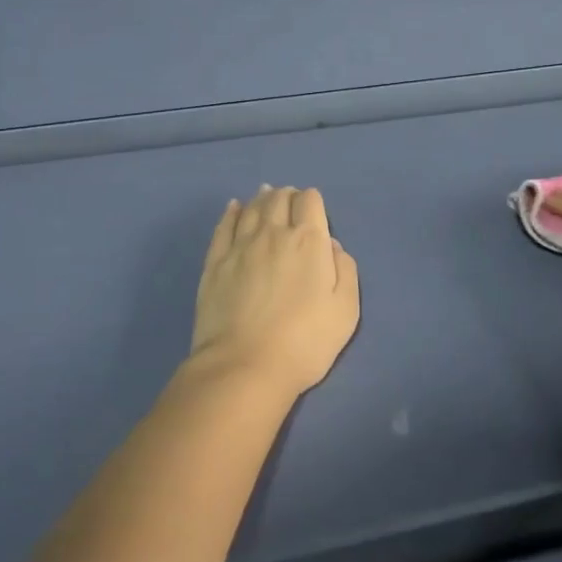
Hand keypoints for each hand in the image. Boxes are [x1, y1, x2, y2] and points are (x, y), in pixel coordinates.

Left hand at [190, 185, 360, 397]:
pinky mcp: (215, 262)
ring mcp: (240, 246)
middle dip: (287, 195)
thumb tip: (332, 246)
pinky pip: (224, 226)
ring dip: (262, 198)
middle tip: (290, 200)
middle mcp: (273, 234)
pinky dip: (232, 212)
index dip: (313, 200)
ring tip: (266, 195)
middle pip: (279, 199)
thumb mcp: (346, 311)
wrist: (245, 366)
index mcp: (308, 241)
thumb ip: (345, 271)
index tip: (313, 211)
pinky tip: (234, 208)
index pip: (310, 201)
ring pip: (252, 208)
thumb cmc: (305, 342)